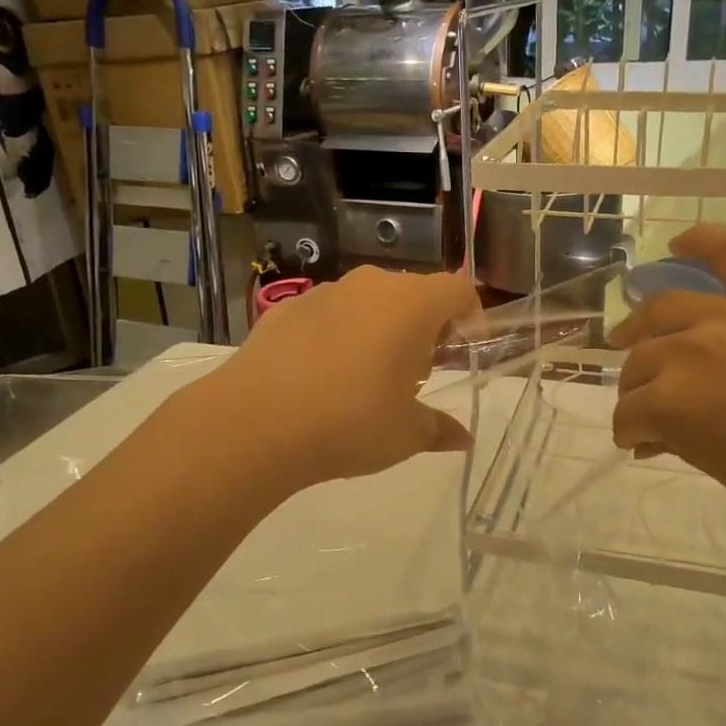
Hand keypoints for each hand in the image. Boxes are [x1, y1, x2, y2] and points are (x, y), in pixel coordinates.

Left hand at [195, 266, 480, 492]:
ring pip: (368, 302)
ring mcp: (324, 293)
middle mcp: (370, 286)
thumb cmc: (350, 423)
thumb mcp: (405, 434)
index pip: (458, 290)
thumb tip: (464, 439)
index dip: (471, 317)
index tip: (464, 353)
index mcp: (412, 305)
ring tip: (366, 378)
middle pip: (413, 294)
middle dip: (424, 328)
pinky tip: (319, 378)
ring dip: (380, 330)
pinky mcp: (285, 309)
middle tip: (417, 373)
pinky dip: (337, 335)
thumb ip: (439, 429)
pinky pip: (327, 315)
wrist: (254, 423)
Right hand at [609, 225, 725, 546]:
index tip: (638, 442)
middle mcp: (690, 349)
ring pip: (663, 309)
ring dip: (641, 327)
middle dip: (634, 389)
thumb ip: (680, 442)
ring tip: (633, 338)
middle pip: (640, 362)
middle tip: (645, 404)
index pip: (629, 412)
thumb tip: (651, 436)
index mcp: (675, 402)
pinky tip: (676, 244)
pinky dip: (700, 242)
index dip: (628, 431)